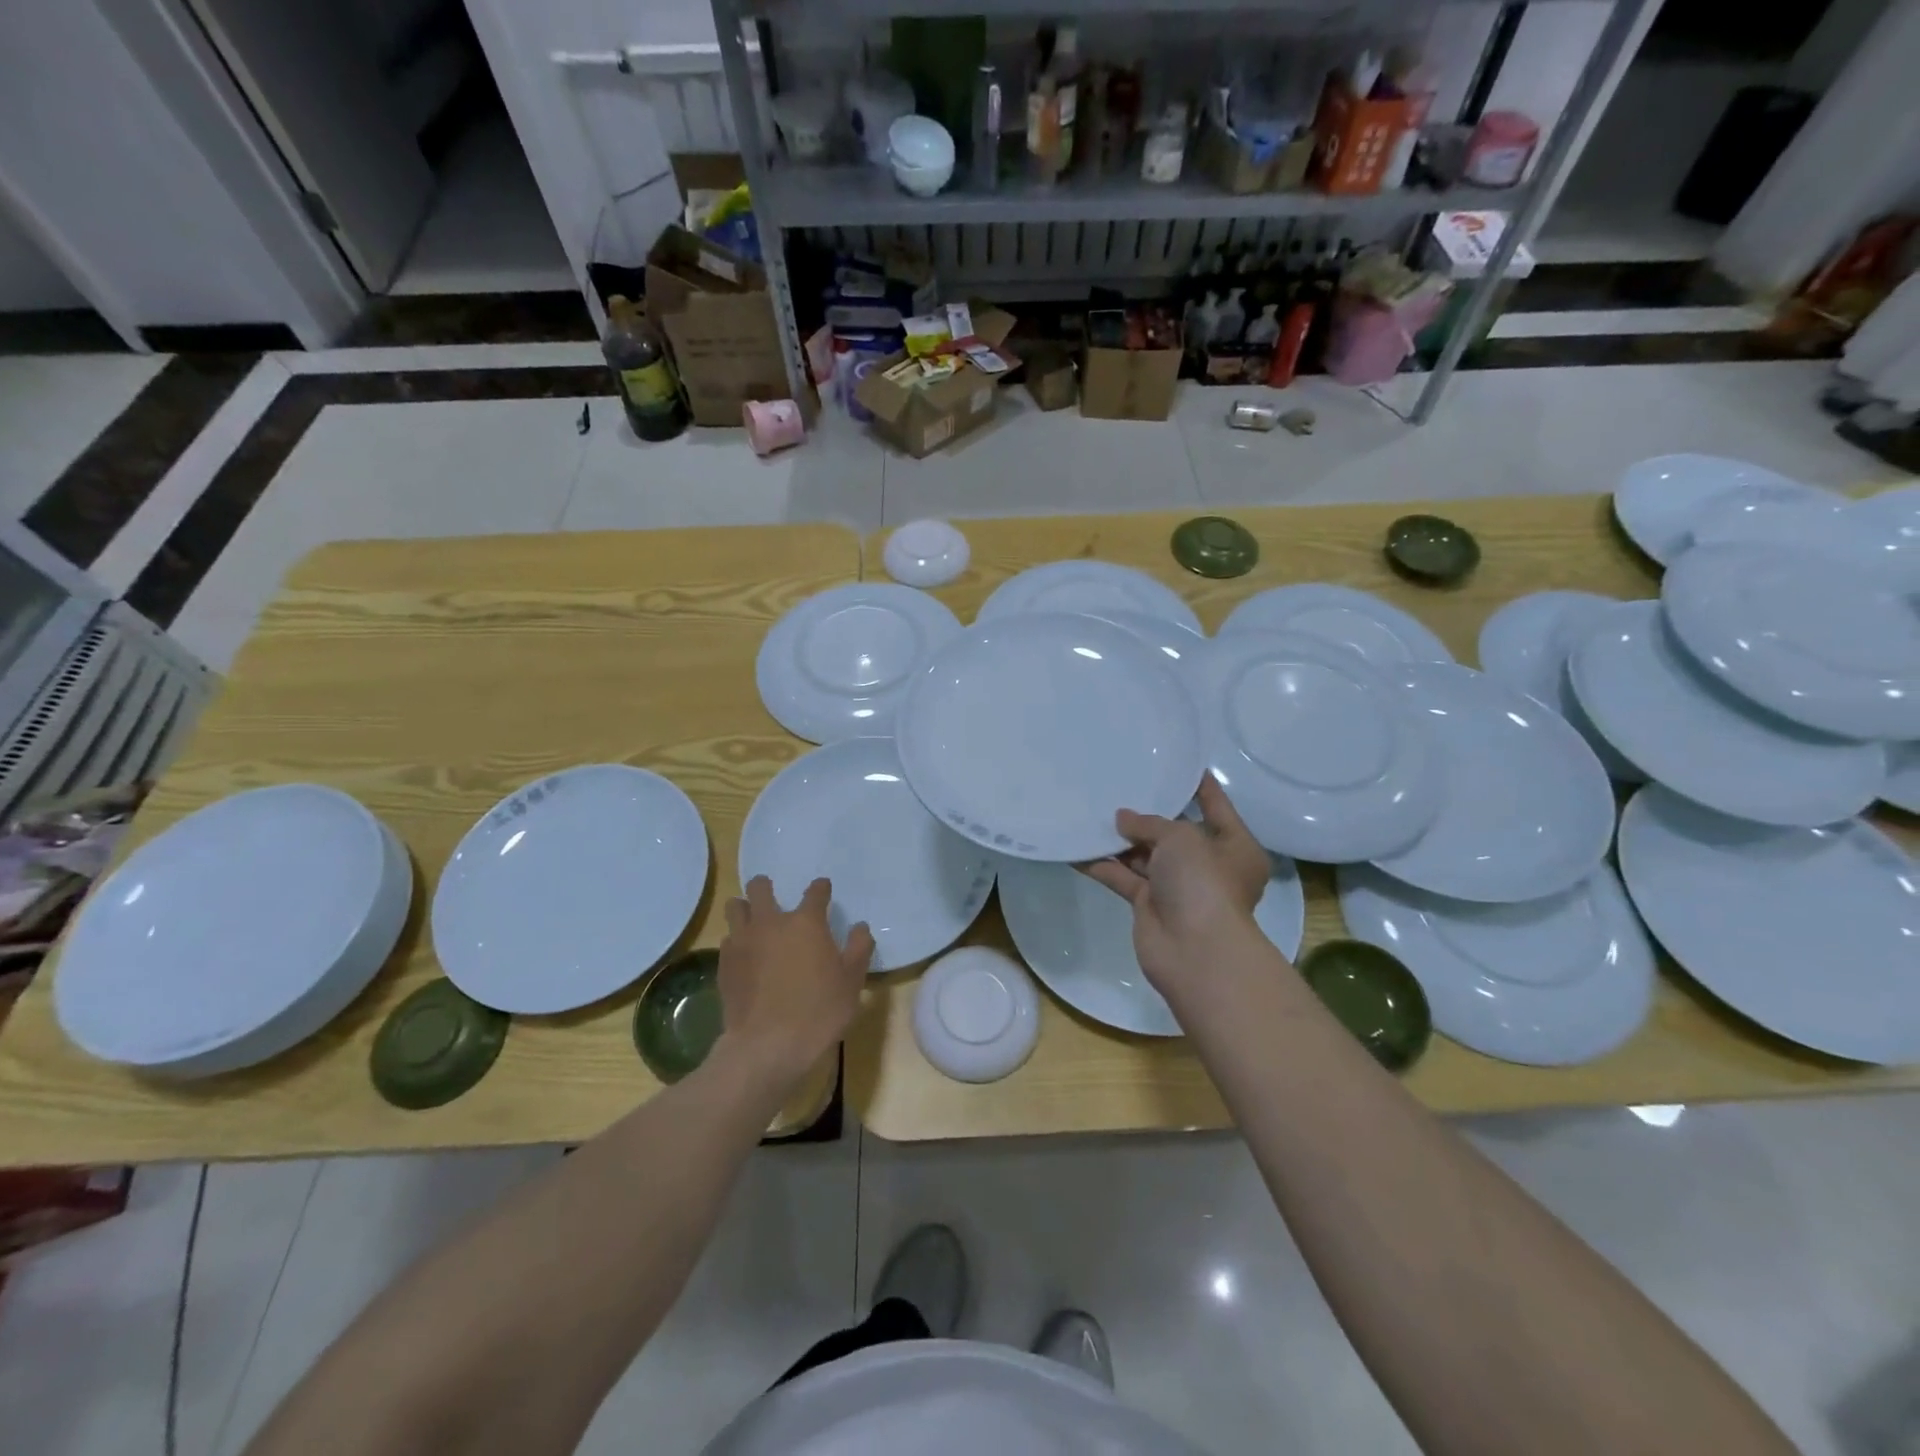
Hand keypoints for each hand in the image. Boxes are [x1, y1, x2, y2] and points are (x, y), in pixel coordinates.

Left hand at [716, 876, 872, 1088]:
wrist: (767, 1046)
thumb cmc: (818, 1012)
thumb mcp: (852, 982)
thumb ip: (858, 949)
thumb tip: (860, 927)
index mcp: (806, 923)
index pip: (815, 892)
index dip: (821, 888)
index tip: (823, 889)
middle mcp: (771, 923)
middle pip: (760, 888)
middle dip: (766, 887)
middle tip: (772, 898)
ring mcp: (743, 942)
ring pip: (735, 907)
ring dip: (744, 909)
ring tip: (753, 922)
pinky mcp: (724, 964)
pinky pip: (727, 940)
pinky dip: (736, 942)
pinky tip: (744, 956)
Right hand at [1081, 776, 1272, 997]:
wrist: (1195, 950)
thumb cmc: (1203, 882)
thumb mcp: (1180, 837)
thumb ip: (1148, 823)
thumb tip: (1121, 819)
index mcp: (1233, 845)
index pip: (1215, 806)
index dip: (1197, 785)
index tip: (1175, 763)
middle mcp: (1207, 865)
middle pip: (1173, 832)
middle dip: (1146, 815)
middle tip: (1118, 785)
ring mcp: (1177, 886)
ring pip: (1144, 855)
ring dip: (1119, 839)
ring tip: (1091, 810)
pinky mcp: (1149, 904)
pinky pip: (1122, 877)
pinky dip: (1101, 864)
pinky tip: (1076, 847)